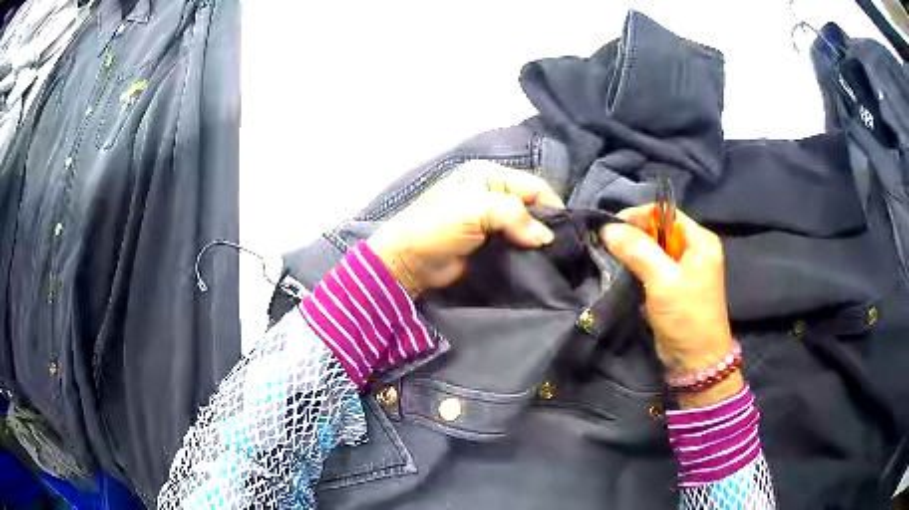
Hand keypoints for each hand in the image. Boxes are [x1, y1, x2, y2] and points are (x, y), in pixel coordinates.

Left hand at [368, 161, 563, 296]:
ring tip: (553, 257)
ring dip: (538, 240)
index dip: (551, 206)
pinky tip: (538, 262)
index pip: (533, 185)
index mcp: (489, 176)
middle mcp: (494, 193)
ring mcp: (492, 220)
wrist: (409, 263)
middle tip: (560, 247)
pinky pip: (518, 244)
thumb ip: (513, 216)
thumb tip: (545, 237)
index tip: (564, 231)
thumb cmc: (436, 229)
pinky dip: (528, 252)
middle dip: (546, 224)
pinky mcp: (491, 243)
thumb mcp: (474, 212)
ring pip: (528, 227)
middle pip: (533, 205)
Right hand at [601, 205, 742, 407]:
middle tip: (606, 246)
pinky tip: (620, 274)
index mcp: (700, 240)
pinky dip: (635, 269)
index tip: (610, 228)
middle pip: (657, 230)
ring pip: (652, 250)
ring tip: (610, 259)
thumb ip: (638, 250)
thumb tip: (607, 227)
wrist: (695, 361)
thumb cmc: (686, 317)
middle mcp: (693, 249)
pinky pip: (651, 268)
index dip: (638, 216)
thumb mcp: (663, 281)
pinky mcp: (672, 286)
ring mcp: (683, 269)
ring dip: (631, 254)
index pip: (665, 213)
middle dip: (632, 236)